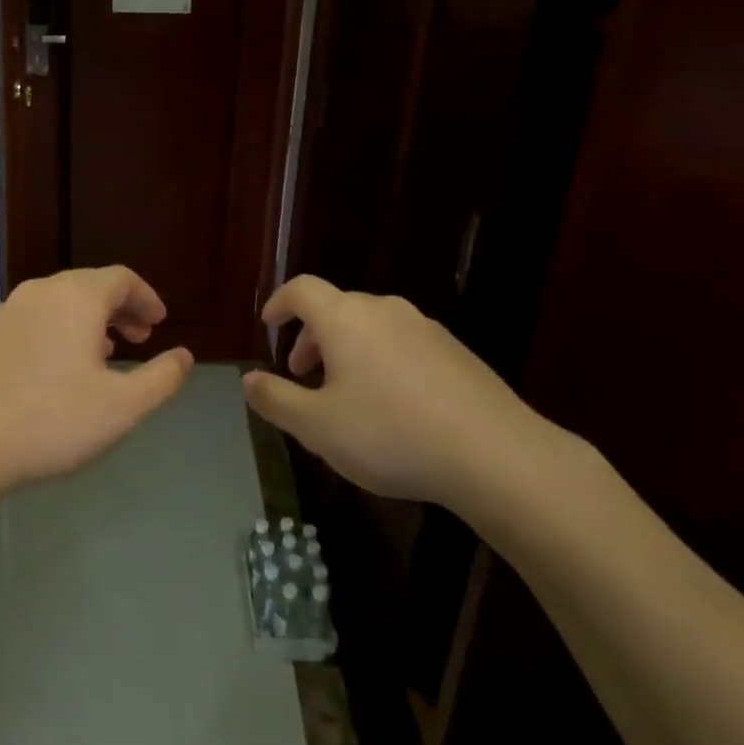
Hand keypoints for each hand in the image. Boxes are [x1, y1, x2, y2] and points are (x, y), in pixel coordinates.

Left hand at [0, 266, 193, 509]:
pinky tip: (53, 373)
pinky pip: (30, 323)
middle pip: (87, 287)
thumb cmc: (50, 422)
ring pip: (56, 305)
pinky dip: (54, 334)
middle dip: (118, 310)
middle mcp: (38, 293)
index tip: (159, 322)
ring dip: (86, 323)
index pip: (121, 278)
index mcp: (75, 298)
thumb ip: (161, 379)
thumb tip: (184, 356)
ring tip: (101, 356)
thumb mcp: (121, 408)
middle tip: (138, 338)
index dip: (146, 297)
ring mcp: (3, 312)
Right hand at [242, 275, 577, 511]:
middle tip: (302, 375)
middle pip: (337, 309)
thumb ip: (275, 399)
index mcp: (346, 320)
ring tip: (346, 396)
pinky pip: (402, 345)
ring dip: (347, 351)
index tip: (269, 325)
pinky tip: (392, 408)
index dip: (280, 303)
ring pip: (371, 328)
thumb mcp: (316, 427)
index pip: (302, 290)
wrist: (495, 454)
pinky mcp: (456, 352)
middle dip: (312, 337)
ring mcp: (425, 329)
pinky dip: (381, 362)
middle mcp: (385, 311)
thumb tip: (248, 379)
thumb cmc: (390, 435)